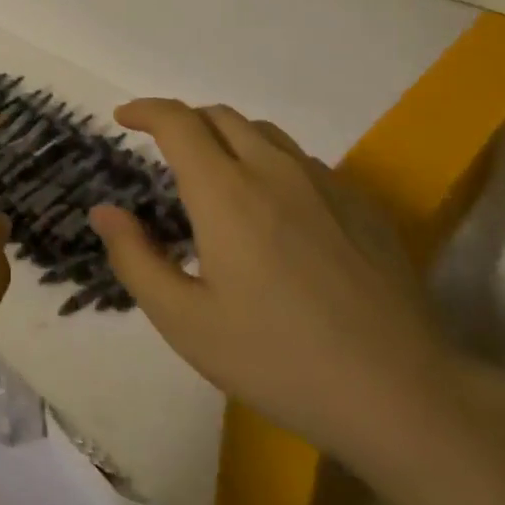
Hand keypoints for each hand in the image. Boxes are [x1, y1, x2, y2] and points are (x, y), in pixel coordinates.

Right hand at [89, 99, 459, 476]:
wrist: (401, 393)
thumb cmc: (278, 360)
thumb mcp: (185, 322)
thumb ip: (135, 259)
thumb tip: (104, 212)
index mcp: (226, 192)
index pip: (178, 122)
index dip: (145, 110)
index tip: (124, 118)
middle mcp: (274, 170)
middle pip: (220, 116)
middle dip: (183, 121)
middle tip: (164, 150)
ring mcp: (325, 183)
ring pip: (265, 133)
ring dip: (227, 137)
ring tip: (216, 174)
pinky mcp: (362, 204)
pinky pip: (303, 160)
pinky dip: (270, 162)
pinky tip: (275, 208)